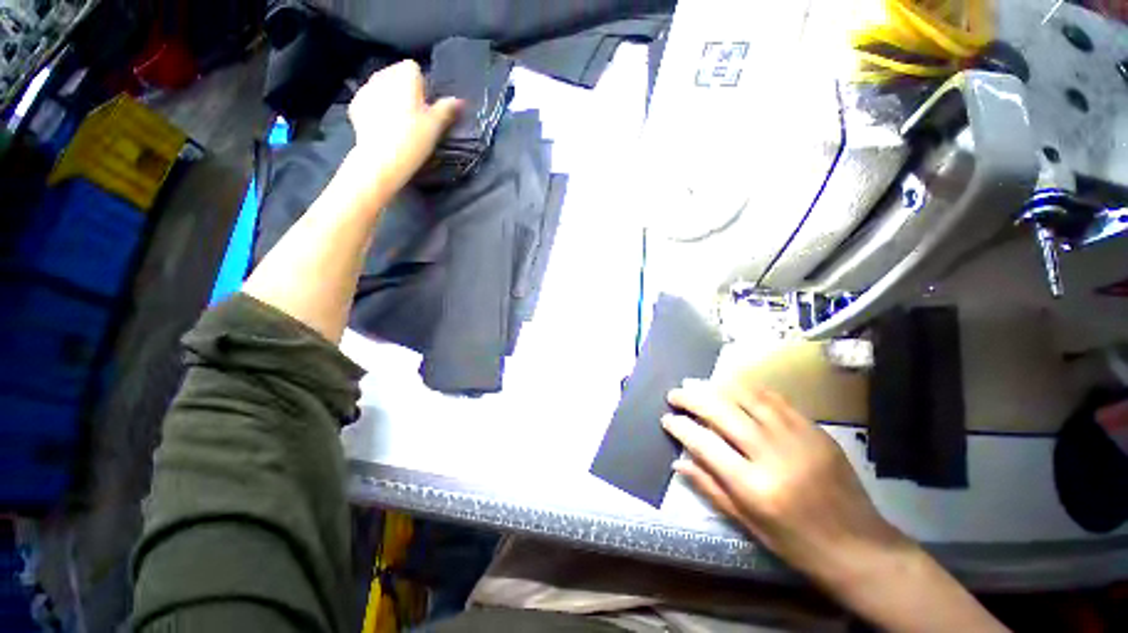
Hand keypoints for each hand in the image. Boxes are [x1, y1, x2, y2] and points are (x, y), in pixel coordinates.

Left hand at [347, 60, 460, 193]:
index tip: (427, 105)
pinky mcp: (355, 105)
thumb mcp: (436, 126)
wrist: (381, 160)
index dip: (422, 85)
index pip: (414, 68)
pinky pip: (370, 101)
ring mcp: (366, 89)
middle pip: (396, 75)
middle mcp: (383, 75)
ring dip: (390, 98)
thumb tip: (459, 101)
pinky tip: (384, 127)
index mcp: (405, 75)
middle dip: (405, 90)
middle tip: (415, 116)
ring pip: (382, 87)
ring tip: (399, 123)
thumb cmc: (413, 139)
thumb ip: (447, 109)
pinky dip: (377, 109)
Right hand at [663, 381, 911, 583]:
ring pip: (748, 398)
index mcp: (754, 486)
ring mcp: (798, 438)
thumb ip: (710, 488)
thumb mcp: (748, 523)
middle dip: (692, 398)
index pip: (704, 443)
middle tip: (675, 393)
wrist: (859, 547)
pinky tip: (734, 387)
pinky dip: (749, 390)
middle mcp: (773, 455)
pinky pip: (776, 400)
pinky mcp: (816, 431)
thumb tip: (678, 461)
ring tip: (699, 384)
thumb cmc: (796, 543)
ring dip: (717, 387)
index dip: (680, 427)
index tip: (666, 418)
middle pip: (722, 412)